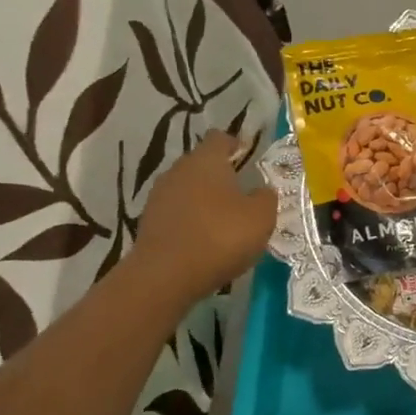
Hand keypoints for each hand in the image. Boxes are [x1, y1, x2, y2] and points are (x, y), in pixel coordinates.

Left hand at [132, 131, 277, 307]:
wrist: (165, 276)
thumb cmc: (220, 236)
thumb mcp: (261, 217)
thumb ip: (266, 198)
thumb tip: (263, 190)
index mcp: (206, 160)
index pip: (220, 138)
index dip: (235, 144)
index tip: (248, 156)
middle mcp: (179, 170)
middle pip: (201, 163)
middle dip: (219, 174)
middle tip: (241, 193)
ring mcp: (159, 196)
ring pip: (187, 189)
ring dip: (203, 199)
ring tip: (223, 220)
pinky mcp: (148, 223)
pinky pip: (176, 213)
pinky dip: (190, 220)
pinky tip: (203, 239)